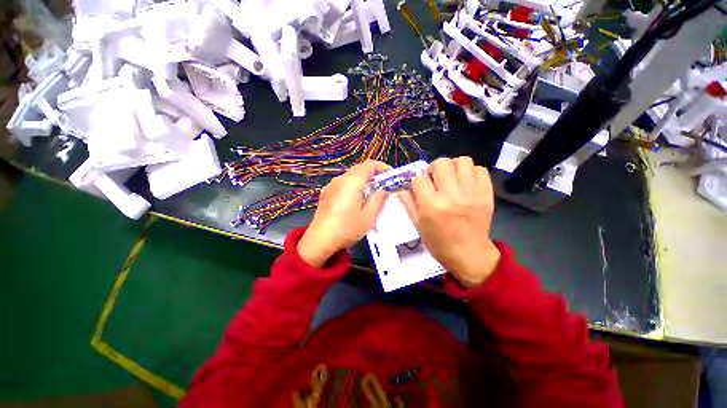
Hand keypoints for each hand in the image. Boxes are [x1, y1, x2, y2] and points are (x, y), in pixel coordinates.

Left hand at [297, 161, 390, 267]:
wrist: (320, 240)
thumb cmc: (347, 228)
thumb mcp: (368, 216)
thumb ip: (379, 199)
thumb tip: (385, 188)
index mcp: (352, 182)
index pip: (369, 164)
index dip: (382, 167)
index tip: (391, 176)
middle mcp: (340, 179)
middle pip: (360, 168)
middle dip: (374, 174)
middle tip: (384, 185)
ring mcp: (331, 185)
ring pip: (351, 175)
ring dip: (363, 180)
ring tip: (372, 192)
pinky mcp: (326, 192)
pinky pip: (343, 183)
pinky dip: (354, 185)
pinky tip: (356, 199)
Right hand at [399, 157, 500, 286]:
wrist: (470, 255)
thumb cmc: (439, 243)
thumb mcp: (418, 225)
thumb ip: (409, 203)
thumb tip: (401, 188)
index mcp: (432, 206)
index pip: (419, 179)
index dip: (417, 181)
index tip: (419, 187)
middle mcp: (452, 196)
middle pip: (441, 163)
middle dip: (433, 169)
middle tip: (434, 179)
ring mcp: (472, 193)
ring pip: (462, 161)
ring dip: (453, 167)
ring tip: (451, 178)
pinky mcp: (487, 194)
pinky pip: (480, 170)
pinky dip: (470, 172)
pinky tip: (465, 182)